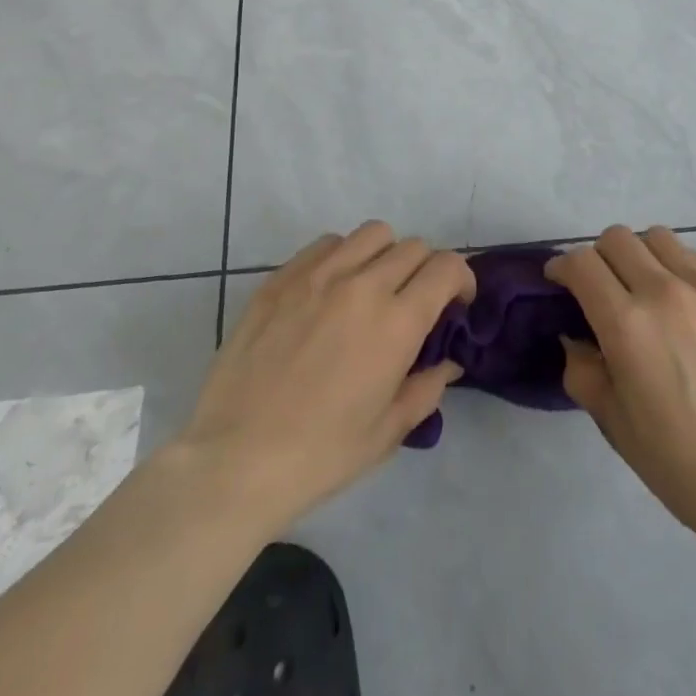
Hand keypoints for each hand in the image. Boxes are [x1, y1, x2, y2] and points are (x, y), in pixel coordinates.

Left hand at [173, 222, 474, 534]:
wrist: (234, 461)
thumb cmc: (320, 455)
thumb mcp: (387, 432)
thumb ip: (427, 388)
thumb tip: (447, 362)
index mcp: (396, 323)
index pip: (446, 267)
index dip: (461, 279)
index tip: (455, 303)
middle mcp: (362, 286)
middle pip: (413, 247)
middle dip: (426, 270)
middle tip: (414, 302)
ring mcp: (317, 276)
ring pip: (372, 234)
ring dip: (386, 255)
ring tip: (372, 287)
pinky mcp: (281, 278)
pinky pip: (326, 244)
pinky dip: (342, 256)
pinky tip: (331, 289)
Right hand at [546, 225, 695, 544]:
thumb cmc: (679, 462)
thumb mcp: (613, 422)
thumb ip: (583, 369)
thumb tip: (576, 337)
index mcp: (627, 325)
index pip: (582, 263)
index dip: (562, 267)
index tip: (560, 282)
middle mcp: (664, 292)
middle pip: (617, 238)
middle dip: (598, 257)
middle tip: (602, 289)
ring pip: (658, 238)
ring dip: (640, 255)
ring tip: (645, 289)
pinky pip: (695, 259)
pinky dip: (677, 269)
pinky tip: (684, 306)